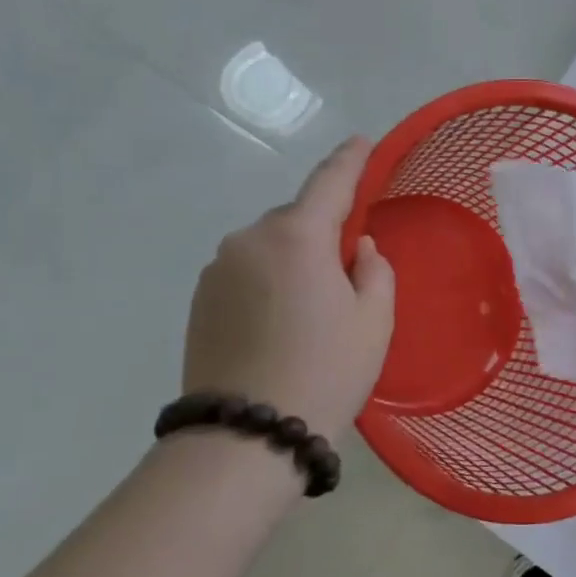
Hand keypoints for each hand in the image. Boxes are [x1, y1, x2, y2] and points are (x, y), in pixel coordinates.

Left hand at [182, 137, 394, 441]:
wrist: (247, 435)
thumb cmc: (326, 371)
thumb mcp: (374, 319)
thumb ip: (373, 270)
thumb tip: (356, 249)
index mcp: (297, 237)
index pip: (330, 183)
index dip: (350, 160)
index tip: (363, 141)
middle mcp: (249, 239)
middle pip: (297, 219)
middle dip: (324, 230)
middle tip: (350, 269)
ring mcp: (217, 269)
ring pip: (271, 246)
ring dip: (295, 258)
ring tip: (314, 307)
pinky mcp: (200, 298)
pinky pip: (248, 271)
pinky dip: (271, 279)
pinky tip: (283, 321)